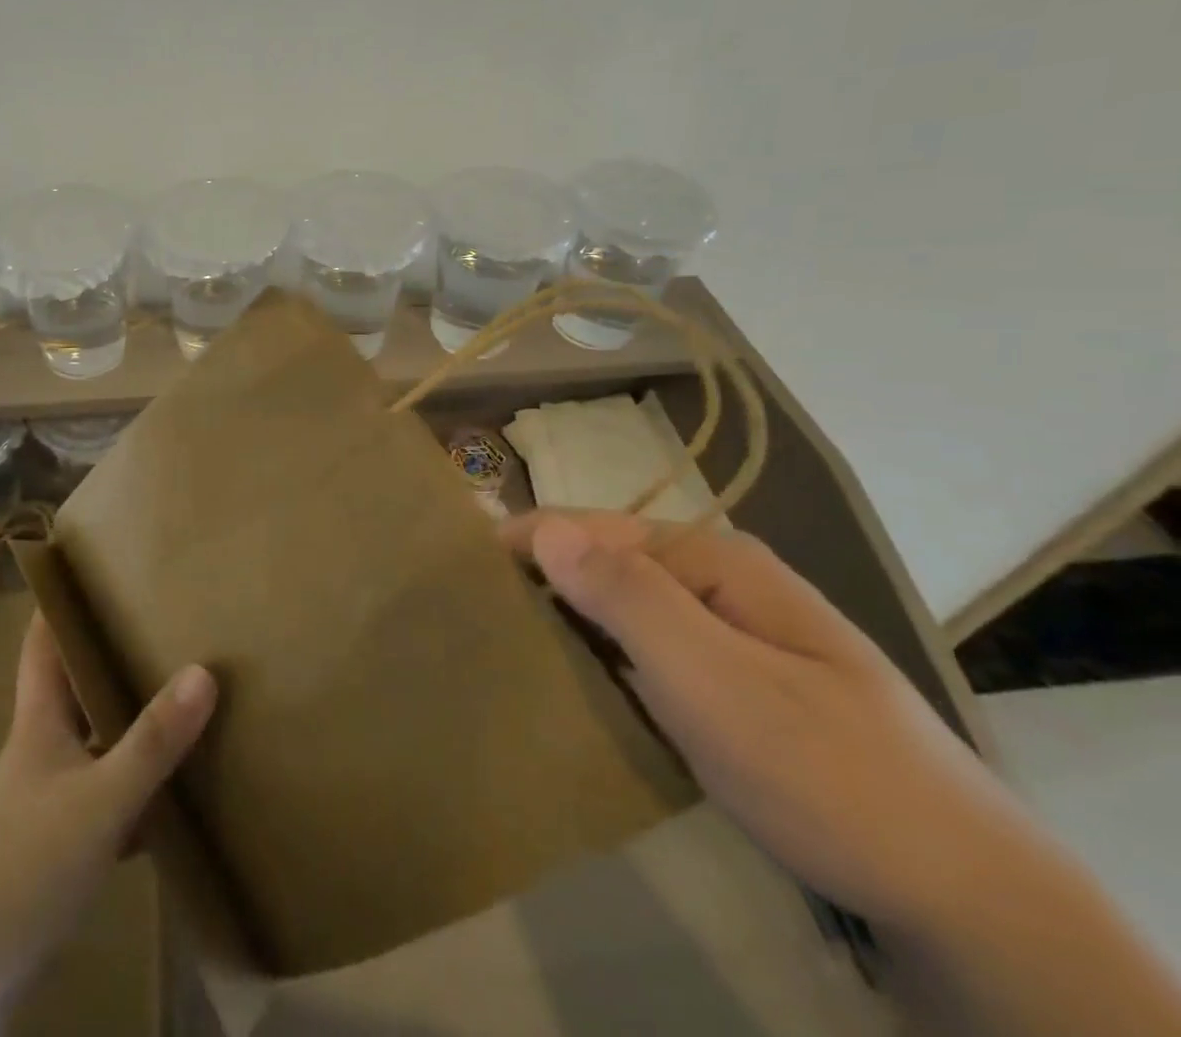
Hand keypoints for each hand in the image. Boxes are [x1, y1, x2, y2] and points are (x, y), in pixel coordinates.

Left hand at [0, 613, 214, 1036]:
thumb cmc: (26, 866)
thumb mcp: (101, 799)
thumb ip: (153, 741)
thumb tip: (203, 672)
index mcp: (37, 722)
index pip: (41, 642)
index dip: (58, 601)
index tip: (93, 568)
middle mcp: (36, 750)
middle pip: (70, 687)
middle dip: (108, 656)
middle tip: (157, 626)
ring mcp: (41, 799)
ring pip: (89, 742)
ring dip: (123, 723)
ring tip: (173, 698)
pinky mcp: (50, 845)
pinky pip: (99, 795)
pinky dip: (129, 786)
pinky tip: (166, 796)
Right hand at [501, 509, 1036, 936]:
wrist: (962, 895)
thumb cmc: (826, 771)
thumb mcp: (718, 681)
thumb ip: (630, 599)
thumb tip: (544, 527)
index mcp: (714, 560)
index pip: (592, 527)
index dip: (525, 541)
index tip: (459, 570)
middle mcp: (716, 583)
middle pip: (604, 563)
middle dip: (539, 580)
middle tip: (470, 612)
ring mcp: (724, 634)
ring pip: (620, 609)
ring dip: (564, 619)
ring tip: (500, 640)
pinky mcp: (725, 684)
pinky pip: (641, 651)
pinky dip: (598, 656)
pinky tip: (566, 677)